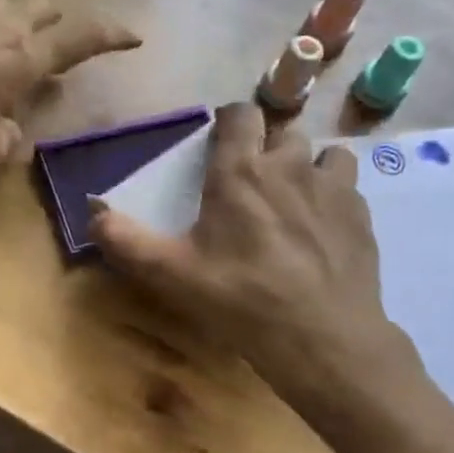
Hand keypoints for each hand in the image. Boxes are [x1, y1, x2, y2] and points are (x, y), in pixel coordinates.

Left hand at [0, 0, 139, 163]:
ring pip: (7, 6)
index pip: (80, 39)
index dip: (110, 37)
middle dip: (61, 22)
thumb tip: (10, 133)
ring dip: (22, 20)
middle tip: (64, 40)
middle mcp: (1, 27)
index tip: (134, 36)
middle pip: (43, 9)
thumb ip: (9, 140)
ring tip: (19, 42)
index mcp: (25, 57)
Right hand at [91, 102, 453, 452]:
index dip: (230, 122)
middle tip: (253, 183)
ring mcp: (332, 187)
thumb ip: (125, 241)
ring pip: (323, 153)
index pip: (240, 115)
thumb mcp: (171, 275)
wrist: (322, 337)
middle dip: (267, 148)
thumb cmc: (240, 299)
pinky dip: (334, 196)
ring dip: (308, 166)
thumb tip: (92, 214)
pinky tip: (323, 229)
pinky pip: (347, 186)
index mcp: (240, 172)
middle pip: (282, 132)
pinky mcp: (361, 215)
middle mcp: (290, 165)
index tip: (222, 143)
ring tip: (295, 198)